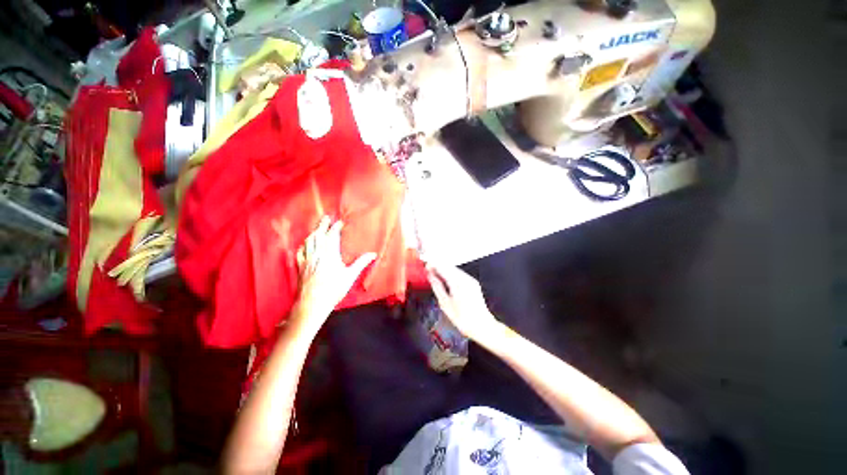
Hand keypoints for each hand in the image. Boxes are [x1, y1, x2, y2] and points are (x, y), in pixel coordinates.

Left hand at [292, 217, 376, 331]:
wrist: (312, 303)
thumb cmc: (333, 289)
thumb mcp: (350, 276)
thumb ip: (361, 263)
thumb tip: (373, 254)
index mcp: (330, 254)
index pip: (332, 236)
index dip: (336, 227)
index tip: (340, 222)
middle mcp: (317, 254)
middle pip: (318, 235)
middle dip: (322, 225)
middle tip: (326, 217)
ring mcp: (307, 260)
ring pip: (309, 241)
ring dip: (313, 232)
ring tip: (317, 227)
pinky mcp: (301, 266)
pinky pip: (301, 251)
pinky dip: (304, 244)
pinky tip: (305, 244)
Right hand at [427, 263, 499, 342]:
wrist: (483, 326)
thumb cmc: (463, 319)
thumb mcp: (445, 304)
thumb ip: (437, 287)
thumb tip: (430, 276)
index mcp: (457, 282)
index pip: (442, 267)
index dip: (433, 265)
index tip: (425, 267)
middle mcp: (465, 278)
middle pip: (449, 266)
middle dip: (438, 266)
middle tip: (429, 271)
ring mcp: (471, 280)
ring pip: (454, 269)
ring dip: (444, 270)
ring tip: (435, 276)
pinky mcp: (473, 283)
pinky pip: (460, 274)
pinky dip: (451, 274)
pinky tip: (446, 281)